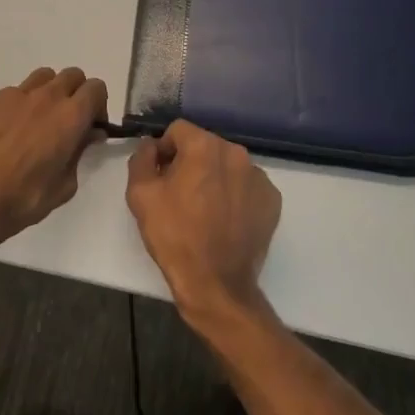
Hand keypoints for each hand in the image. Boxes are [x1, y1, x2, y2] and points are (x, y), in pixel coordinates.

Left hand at [0, 67, 107, 253]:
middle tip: (68, 121)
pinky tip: (7, 132)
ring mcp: (15, 95)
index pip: (96, 88)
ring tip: (38, 121)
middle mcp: (46, 97)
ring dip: (49, 92)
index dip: (98, 104)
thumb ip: (80, 153)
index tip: (91, 125)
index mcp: (70, 116)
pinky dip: (19, 105)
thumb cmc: (22, 200)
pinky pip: (14, 93)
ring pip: (43, 77)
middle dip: (76, 93)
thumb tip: (88, 135)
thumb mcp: (64, 186)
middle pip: (72, 75)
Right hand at [126, 121, 280, 326]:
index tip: (161, 176)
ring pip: (227, 165)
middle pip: (205, 146)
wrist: (216, 284)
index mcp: (204, 146)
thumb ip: (142, 158)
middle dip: (190, 162)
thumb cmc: (174, 236)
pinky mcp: (272, 200)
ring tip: (204, 210)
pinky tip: (226, 220)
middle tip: (180, 194)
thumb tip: (151, 146)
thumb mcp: (141, 195)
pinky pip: (247, 185)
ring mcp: (259, 176)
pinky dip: (235, 195)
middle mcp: (236, 153)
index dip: (165, 150)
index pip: (178, 131)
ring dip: (214, 177)